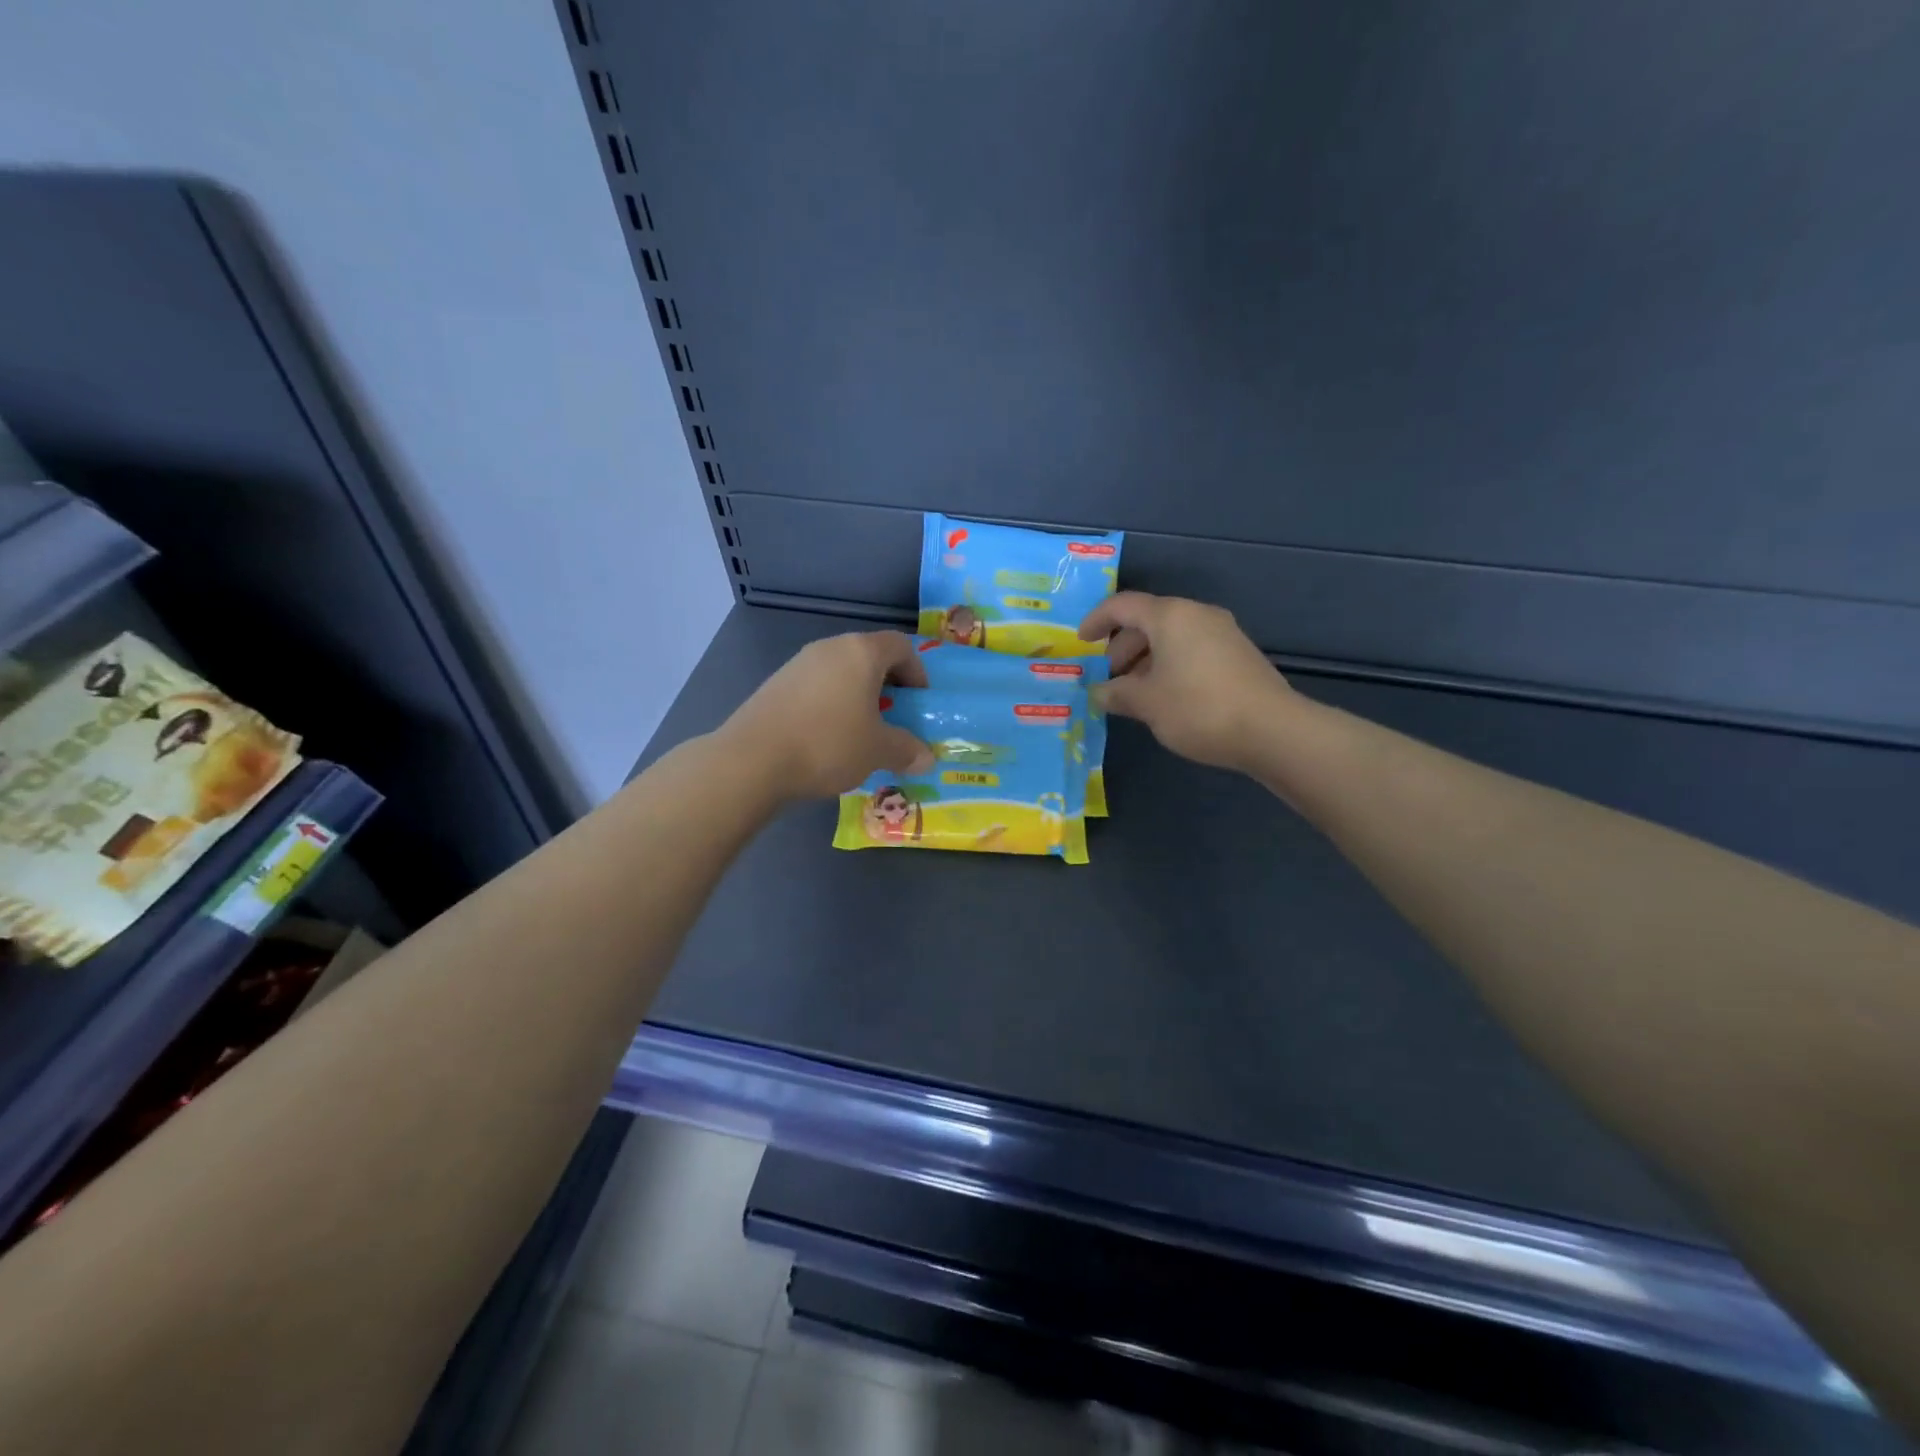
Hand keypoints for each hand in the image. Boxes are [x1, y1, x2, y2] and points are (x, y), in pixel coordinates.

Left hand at [718, 631, 934, 798]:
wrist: (753, 759)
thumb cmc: (828, 743)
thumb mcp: (877, 750)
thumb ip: (906, 750)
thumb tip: (927, 758)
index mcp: (861, 652)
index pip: (900, 645)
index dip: (917, 671)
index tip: (919, 702)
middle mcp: (830, 648)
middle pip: (869, 656)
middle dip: (887, 686)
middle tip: (894, 719)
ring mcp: (798, 664)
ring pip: (841, 672)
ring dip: (857, 696)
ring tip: (860, 732)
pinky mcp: (776, 684)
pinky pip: (816, 687)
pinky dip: (831, 705)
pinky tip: (827, 738)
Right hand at [1077, 593, 1297, 771]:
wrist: (1272, 730)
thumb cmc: (1198, 708)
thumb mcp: (1147, 703)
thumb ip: (1116, 694)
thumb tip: (1098, 692)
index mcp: (1170, 616)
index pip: (1122, 606)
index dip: (1096, 621)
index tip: (1080, 642)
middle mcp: (1196, 614)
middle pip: (1148, 620)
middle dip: (1122, 647)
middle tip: (1109, 677)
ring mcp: (1222, 632)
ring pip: (1171, 636)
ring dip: (1145, 659)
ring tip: (1134, 693)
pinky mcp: (1238, 654)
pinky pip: (1191, 649)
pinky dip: (1169, 664)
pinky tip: (1166, 696)